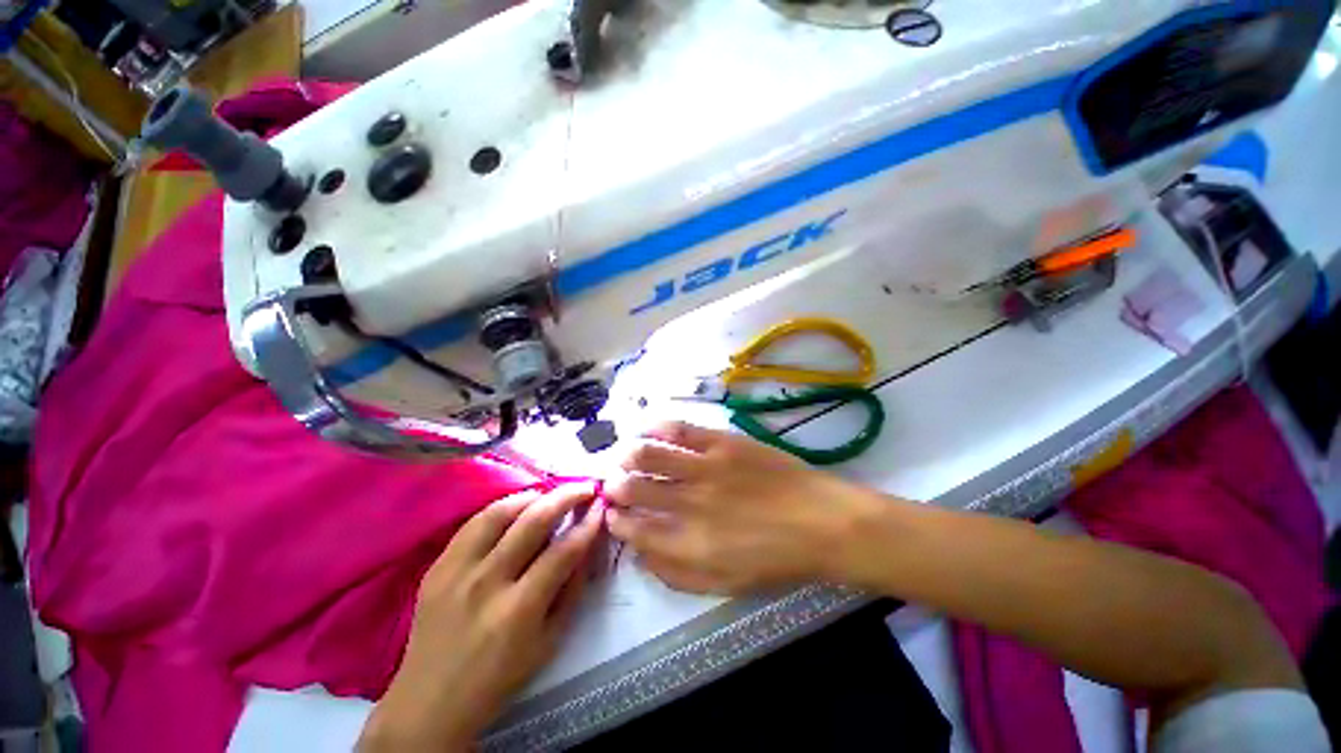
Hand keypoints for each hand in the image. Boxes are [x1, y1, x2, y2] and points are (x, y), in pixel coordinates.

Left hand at [359, 485, 602, 751]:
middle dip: (567, 496)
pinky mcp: (437, 566)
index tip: (601, 507)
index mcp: (519, 610)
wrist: (430, 702)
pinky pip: (474, 522)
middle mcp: (487, 583)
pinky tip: (517, 508)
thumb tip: (587, 544)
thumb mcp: (549, 642)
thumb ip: (572, 589)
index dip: (588, 524)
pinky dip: (502, 508)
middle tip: (584, 487)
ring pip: (501, 512)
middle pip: (534, 521)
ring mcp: (457, 571)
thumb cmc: (499, 677)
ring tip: (551, 495)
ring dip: (534, 496)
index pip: (564, 551)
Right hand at [605, 422, 878, 594]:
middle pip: (633, 488)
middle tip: (613, 484)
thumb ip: (674, 573)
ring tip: (623, 456)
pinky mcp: (722, 442)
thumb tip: (640, 554)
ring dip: (627, 456)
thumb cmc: (775, 559)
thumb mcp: (723, 585)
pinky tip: (646, 429)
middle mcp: (689, 503)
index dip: (615, 519)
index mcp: (687, 543)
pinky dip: (655, 428)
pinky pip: (679, 429)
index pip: (633, 528)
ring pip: (648, 455)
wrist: (821, 522)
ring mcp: (705, 467)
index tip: (612, 513)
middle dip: (614, 486)